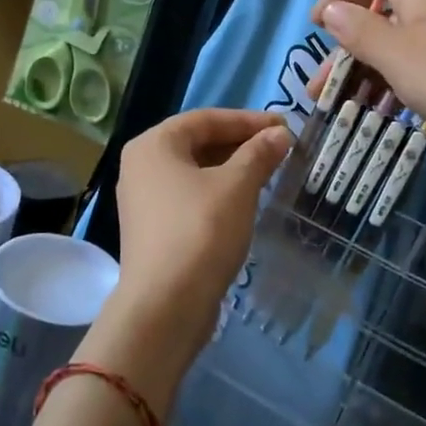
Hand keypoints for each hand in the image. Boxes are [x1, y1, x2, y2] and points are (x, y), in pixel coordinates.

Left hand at [86, 109, 291, 409]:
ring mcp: (144, 200)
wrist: (166, 306)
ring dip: (233, 169)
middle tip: (281, 148)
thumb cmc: (200, 232)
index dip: (248, 120)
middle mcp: (141, 166)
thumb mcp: (237, 186)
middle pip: (198, 142)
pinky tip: (246, 201)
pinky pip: (190, 196)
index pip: (206, 118)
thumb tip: (280, 134)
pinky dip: (219, 192)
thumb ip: (259, 154)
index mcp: (153, 145)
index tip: (284, 126)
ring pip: (196, 171)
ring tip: (270, 172)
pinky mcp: (154, 229)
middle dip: (241, 144)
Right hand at [310, 0, 425, 169]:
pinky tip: (383, 109)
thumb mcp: (397, 55)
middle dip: (346, 47)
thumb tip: (331, 10)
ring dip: (366, 70)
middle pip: (381, 13)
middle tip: (320, 85)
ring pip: (398, 44)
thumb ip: (359, 31)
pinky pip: (418, 65)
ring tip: (342, 104)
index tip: (316, 26)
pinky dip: (394, 82)